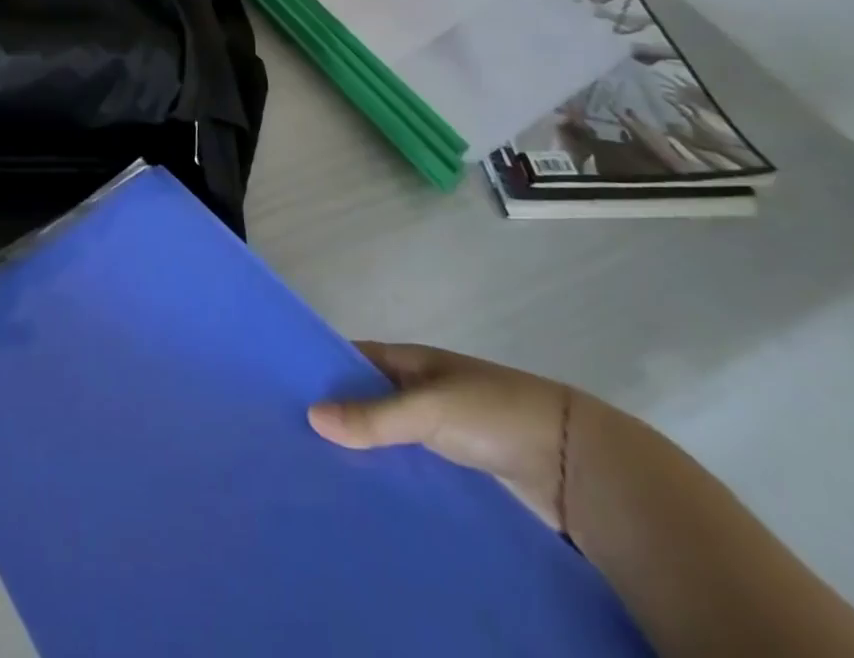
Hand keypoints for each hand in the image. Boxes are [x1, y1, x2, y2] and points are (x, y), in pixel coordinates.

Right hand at [308, 343, 574, 532]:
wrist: (572, 461)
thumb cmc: (493, 413)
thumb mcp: (429, 409)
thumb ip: (374, 416)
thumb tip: (311, 416)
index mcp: (408, 360)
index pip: (352, 358)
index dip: (319, 369)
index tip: (280, 391)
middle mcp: (418, 389)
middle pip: (366, 398)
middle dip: (334, 415)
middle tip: (289, 441)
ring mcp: (437, 428)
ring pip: (386, 435)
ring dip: (361, 450)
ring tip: (316, 474)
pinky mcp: (455, 466)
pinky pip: (409, 464)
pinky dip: (389, 474)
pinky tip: (365, 496)